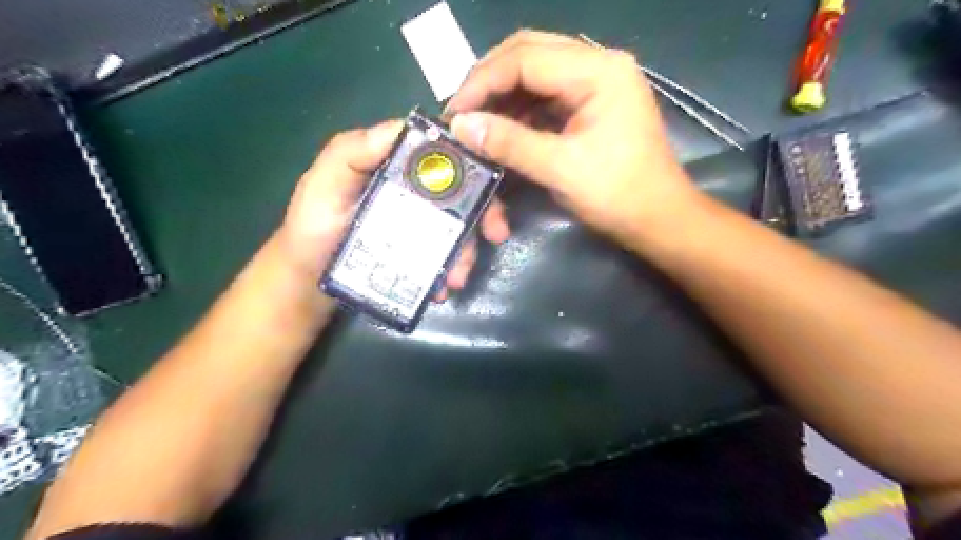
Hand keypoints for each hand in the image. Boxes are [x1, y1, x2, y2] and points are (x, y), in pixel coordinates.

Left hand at [277, 118, 510, 298]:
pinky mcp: (418, 252)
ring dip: (468, 250)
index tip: (489, 183)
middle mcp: (413, 191)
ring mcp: (418, 224)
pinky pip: (445, 256)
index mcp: (395, 166)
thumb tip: (411, 129)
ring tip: (457, 278)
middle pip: (461, 193)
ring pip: (458, 228)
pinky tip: (443, 287)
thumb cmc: (311, 228)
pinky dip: (452, 269)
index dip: (472, 162)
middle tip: (497, 234)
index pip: (441, 153)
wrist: (307, 282)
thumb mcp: (324, 182)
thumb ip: (354, 151)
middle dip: (484, 211)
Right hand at [447, 29, 702, 243]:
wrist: (659, 220)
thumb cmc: (618, 195)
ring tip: (476, 122)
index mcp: (598, 72)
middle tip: (461, 110)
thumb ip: (510, 142)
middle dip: (489, 81)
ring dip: (502, 96)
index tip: (452, 112)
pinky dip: (519, 111)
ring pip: (535, 73)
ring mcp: (596, 84)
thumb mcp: (561, 169)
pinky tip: (502, 129)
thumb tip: (460, 125)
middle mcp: (598, 66)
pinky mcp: (591, 105)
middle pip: (528, 53)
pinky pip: (545, 96)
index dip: (482, 82)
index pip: (525, 58)